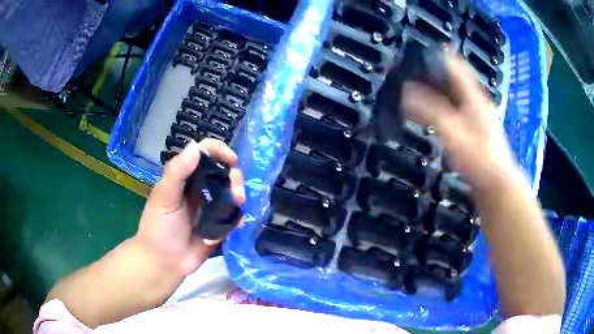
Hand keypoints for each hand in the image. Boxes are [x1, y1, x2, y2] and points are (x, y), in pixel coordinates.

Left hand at [135, 139, 245, 277]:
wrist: (163, 263)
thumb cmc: (158, 228)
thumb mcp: (163, 197)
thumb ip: (177, 172)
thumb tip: (195, 145)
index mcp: (184, 177)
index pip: (204, 154)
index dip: (219, 151)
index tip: (232, 160)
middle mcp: (198, 188)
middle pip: (222, 171)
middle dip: (234, 176)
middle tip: (237, 192)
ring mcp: (209, 207)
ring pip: (231, 191)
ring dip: (239, 194)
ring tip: (239, 204)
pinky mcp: (218, 225)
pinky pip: (233, 215)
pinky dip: (238, 216)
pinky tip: (238, 223)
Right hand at [401, 51, 518, 190]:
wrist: (496, 184)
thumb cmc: (478, 158)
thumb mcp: (453, 132)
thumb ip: (430, 110)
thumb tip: (406, 90)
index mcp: (473, 96)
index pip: (455, 65)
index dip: (437, 54)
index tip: (417, 51)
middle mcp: (475, 101)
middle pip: (454, 78)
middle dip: (433, 71)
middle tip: (411, 69)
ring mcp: (476, 116)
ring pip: (455, 94)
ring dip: (437, 88)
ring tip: (416, 86)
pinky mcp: (474, 130)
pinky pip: (455, 109)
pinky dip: (442, 104)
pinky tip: (433, 111)